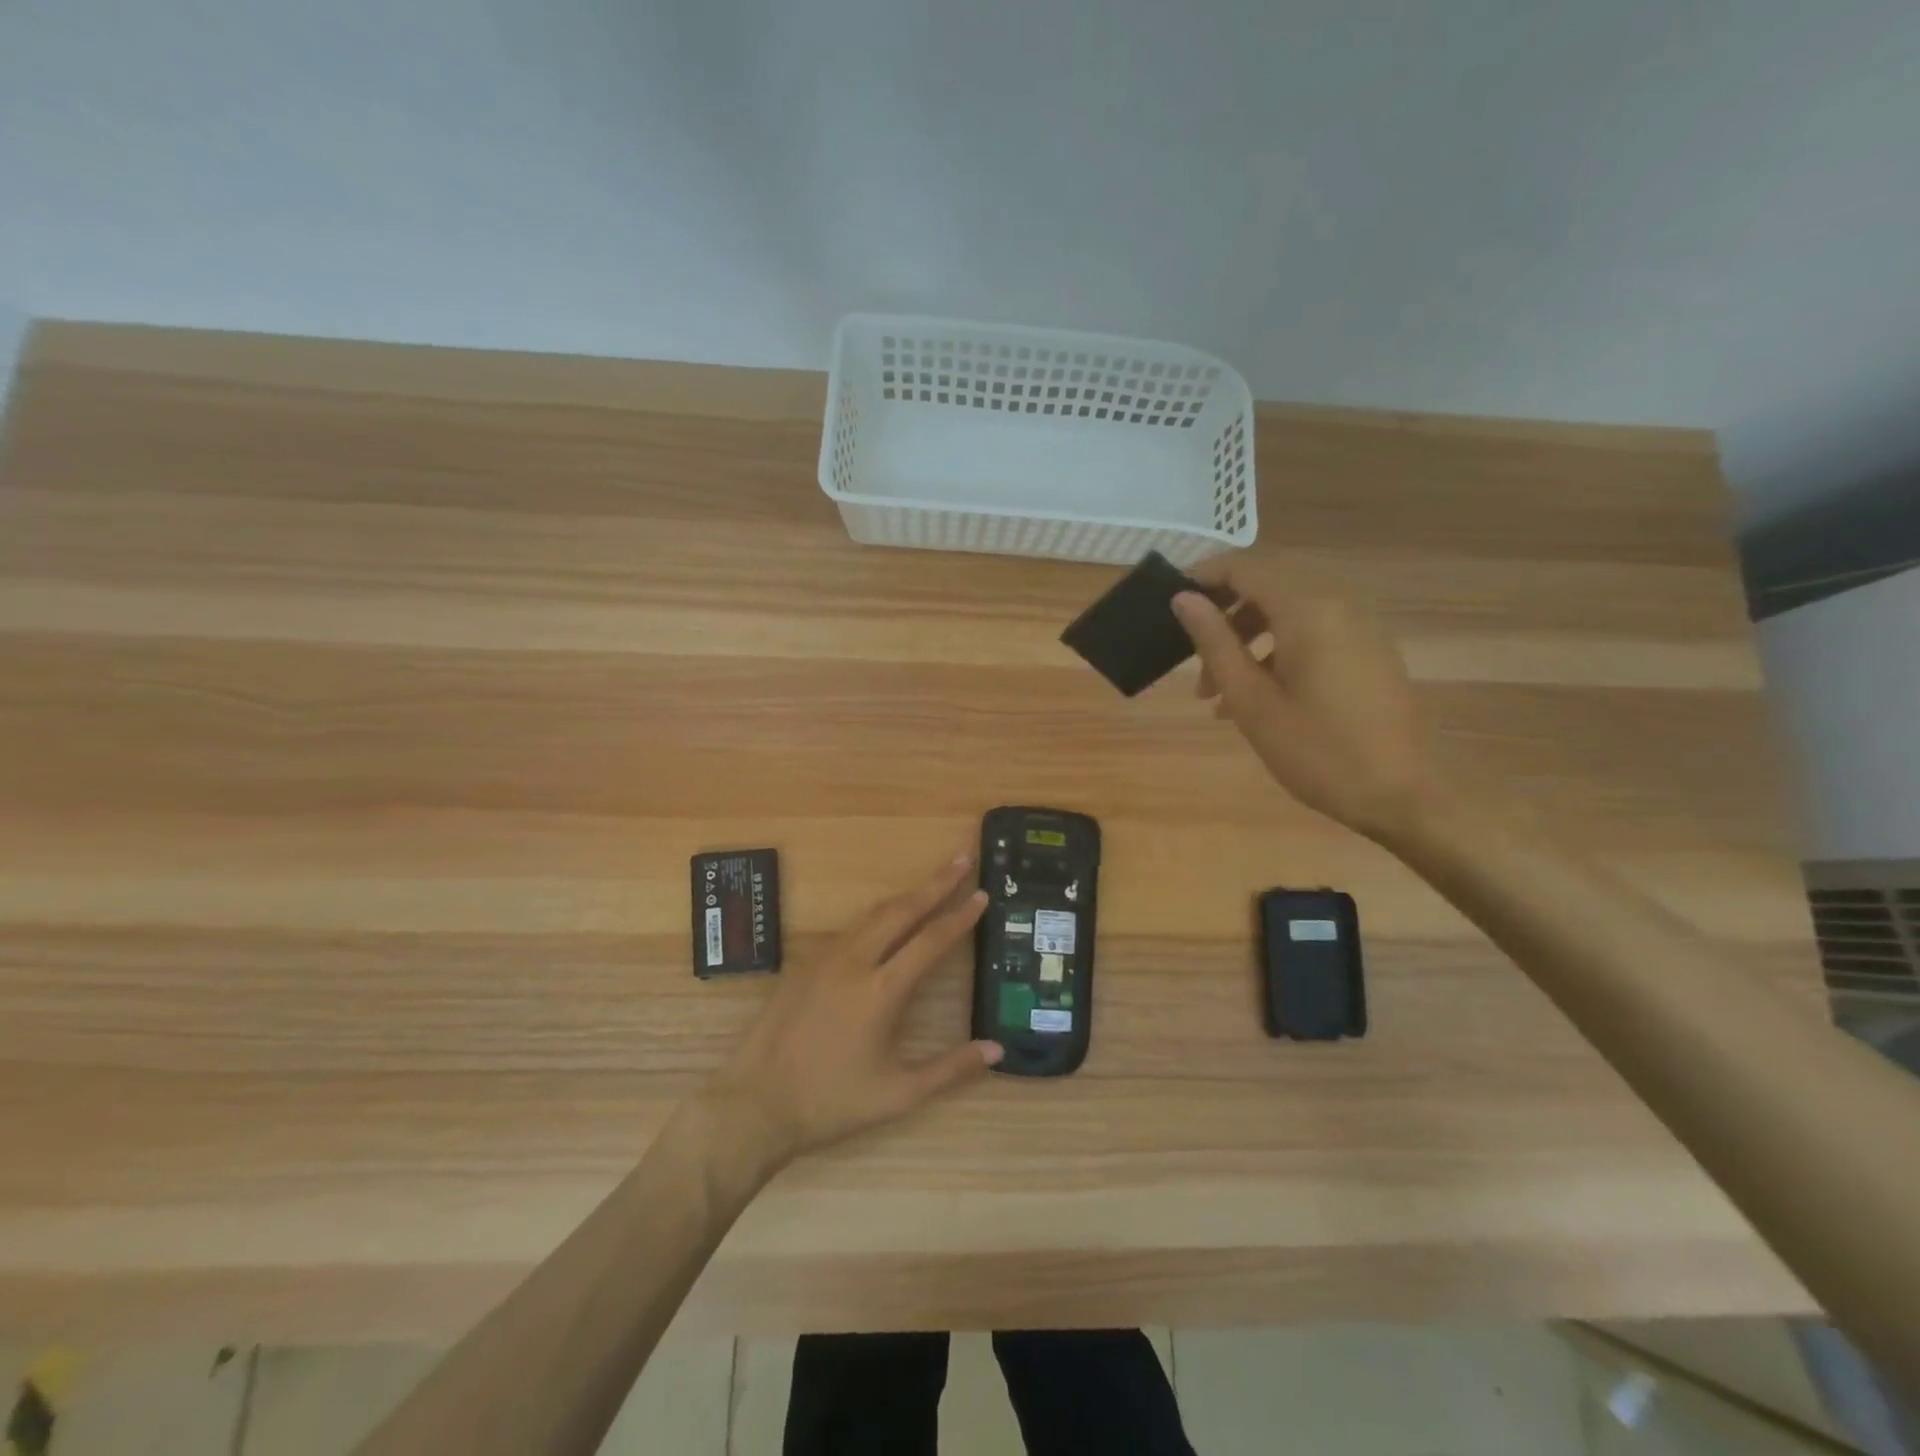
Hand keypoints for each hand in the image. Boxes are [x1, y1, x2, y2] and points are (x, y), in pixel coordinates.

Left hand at [711, 852, 1000, 1164]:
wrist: (755, 1105)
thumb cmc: (830, 1103)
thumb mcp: (898, 1095)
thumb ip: (950, 1070)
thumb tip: (997, 1049)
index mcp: (880, 991)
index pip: (930, 941)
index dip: (960, 916)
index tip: (983, 894)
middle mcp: (853, 962)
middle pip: (902, 910)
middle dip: (936, 883)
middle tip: (962, 859)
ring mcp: (824, 958)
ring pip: (873, 914)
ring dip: (907, 896)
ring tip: (933, 882)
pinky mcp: (804, 964)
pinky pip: (851, 929)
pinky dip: (879, 916)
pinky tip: (888, 920)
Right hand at [1172, 554, 1436, 842]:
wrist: (1400, 794)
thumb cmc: (1315, 750)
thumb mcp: (1251, 700)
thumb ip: (1214, 642)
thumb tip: (1183, 598)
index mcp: (1308, 609)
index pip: (1244, 567)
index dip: (1202, 577)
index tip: (1168, 603)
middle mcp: (1338, 602)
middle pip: (1265, 586)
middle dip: (1223, 616)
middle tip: (1190, 658)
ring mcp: (1360, 624)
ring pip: (1287, 611)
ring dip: (1246, 639)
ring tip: (1215, 694)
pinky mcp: (1369, 648)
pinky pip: (1312, 631)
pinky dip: (1277, 650)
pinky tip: (1256, 698)